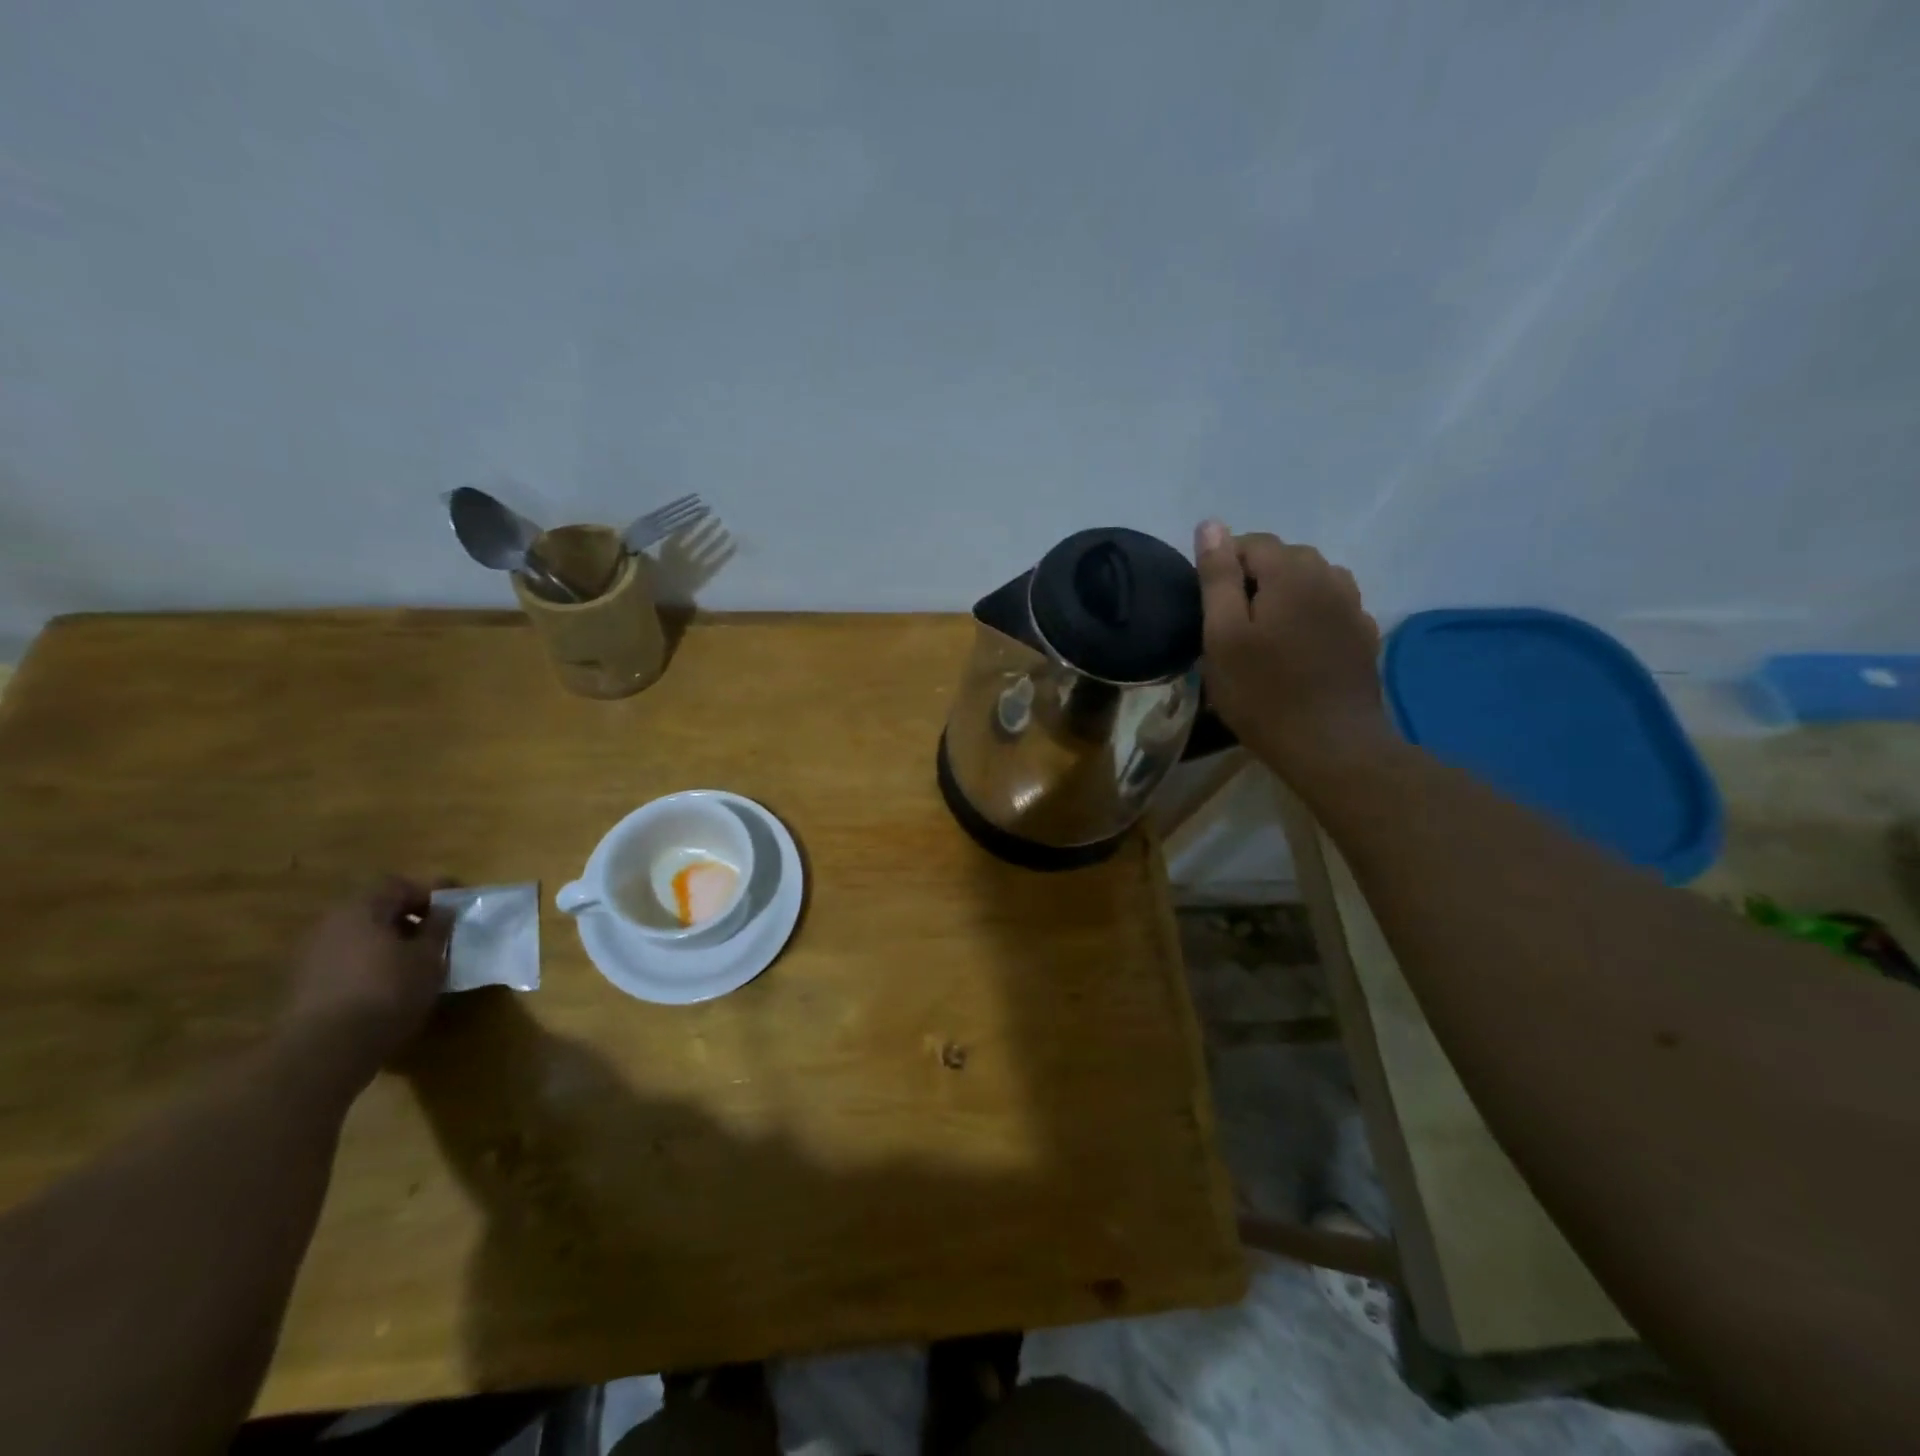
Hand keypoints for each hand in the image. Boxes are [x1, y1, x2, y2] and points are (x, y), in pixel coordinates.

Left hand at [283, 877, 451, 1078]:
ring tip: (414, 962)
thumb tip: (443, 910)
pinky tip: (387, 985)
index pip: (398, 884)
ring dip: (387, 942)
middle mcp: (330, 924)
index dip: (429, 892)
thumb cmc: (388, 992)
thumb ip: (438, 928)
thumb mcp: (429, 958)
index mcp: (361, 909)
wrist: (324, 1051)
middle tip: (436, 935)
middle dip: (407, 917)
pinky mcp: (303, 984)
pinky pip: (345, 959)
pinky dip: (368, 963)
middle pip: (375, 908)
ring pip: (358, 935)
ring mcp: (311, 954)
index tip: (454, 908)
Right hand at [1194, 520, 1390, 777]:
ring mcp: (1354, 607)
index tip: (1210, 608)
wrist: (1331, 745)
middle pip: (1286, 558)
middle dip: (1256, 578)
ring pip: (1313, 580)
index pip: (1252, 542)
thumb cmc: (1263, 693)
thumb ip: (1217, 577)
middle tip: (1233, 625)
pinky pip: (1333, 607)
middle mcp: (1330, 578)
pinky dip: (1311, 614)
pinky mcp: (1365, 635)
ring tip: (1266, 633)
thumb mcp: (1223, 636)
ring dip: (1286, 594)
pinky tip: (1299, 648)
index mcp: (1291, 574)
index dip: (1224, 566)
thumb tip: (1211, 524)